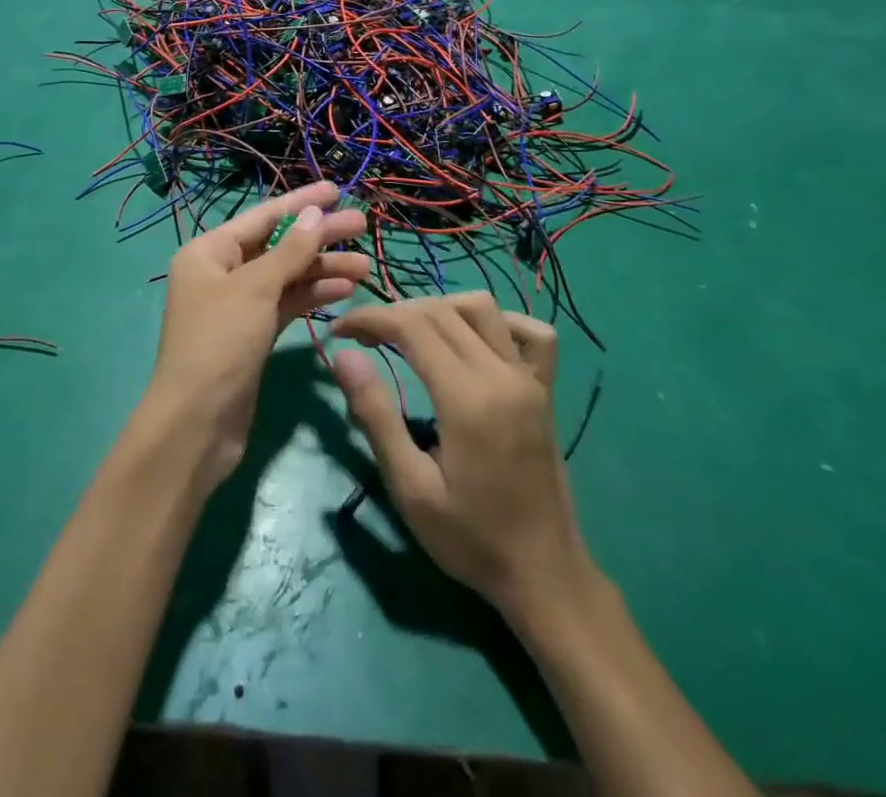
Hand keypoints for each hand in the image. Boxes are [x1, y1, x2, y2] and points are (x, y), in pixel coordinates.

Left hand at [146, 183, 368, 483]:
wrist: (197, 423)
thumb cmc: (220, 343)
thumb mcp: (255, 289)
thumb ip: (289, 250)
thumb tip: (315, 213)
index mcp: (209, 252)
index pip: (262, 217)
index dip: (301, 202)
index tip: (337, 190)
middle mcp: (221, 273)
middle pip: (277, 245)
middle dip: (319, 238)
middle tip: (362, 227)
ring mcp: (237, 305)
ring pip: (286, 277)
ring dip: (322, 270)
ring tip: (365, 267)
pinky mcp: (252, 335)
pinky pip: (286, 304)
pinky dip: (312, 297)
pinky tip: (344, 292)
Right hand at [331, 293, 595, 623]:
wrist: (544, 576)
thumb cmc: (470, 539)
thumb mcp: (410, 488)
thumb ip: (376, 415)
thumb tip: (343, 356)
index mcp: (467, 398)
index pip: (412, 325)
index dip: (370, 318)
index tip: (340, 331)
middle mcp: (502, 375)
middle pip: (442, 311)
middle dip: (395, 312)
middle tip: (363, 336)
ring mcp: (530, 379)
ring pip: (483, 308)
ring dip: (440, 308)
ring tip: (410, 333)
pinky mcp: (545, 390)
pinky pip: (533, 332)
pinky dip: (499, 321)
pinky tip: (474, 338)